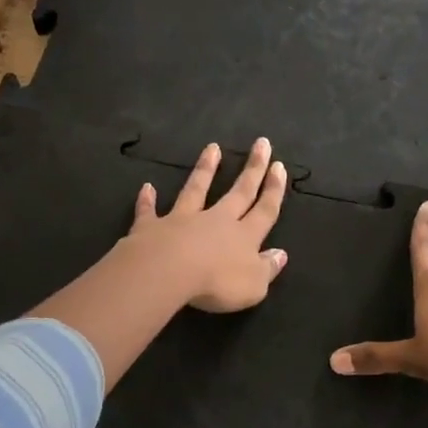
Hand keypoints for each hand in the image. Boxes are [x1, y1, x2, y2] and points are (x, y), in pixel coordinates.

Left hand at [126, 138, 288, 311]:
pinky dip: (148, 199)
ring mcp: (183, 220)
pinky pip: (150, 211)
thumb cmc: (217, 283)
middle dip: (253, 168)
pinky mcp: (152, 226)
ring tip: (212, 147)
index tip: (279, 166)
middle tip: (261, 143)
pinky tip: (147, 187)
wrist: (167, 272)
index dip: (274, 190)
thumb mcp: (254, 285)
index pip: (265, 210)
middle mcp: (216, 221)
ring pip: (197, 190)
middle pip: (239, 191)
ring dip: (205, 169)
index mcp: (244, 236)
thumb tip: (281, 253)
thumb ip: (268, 268)